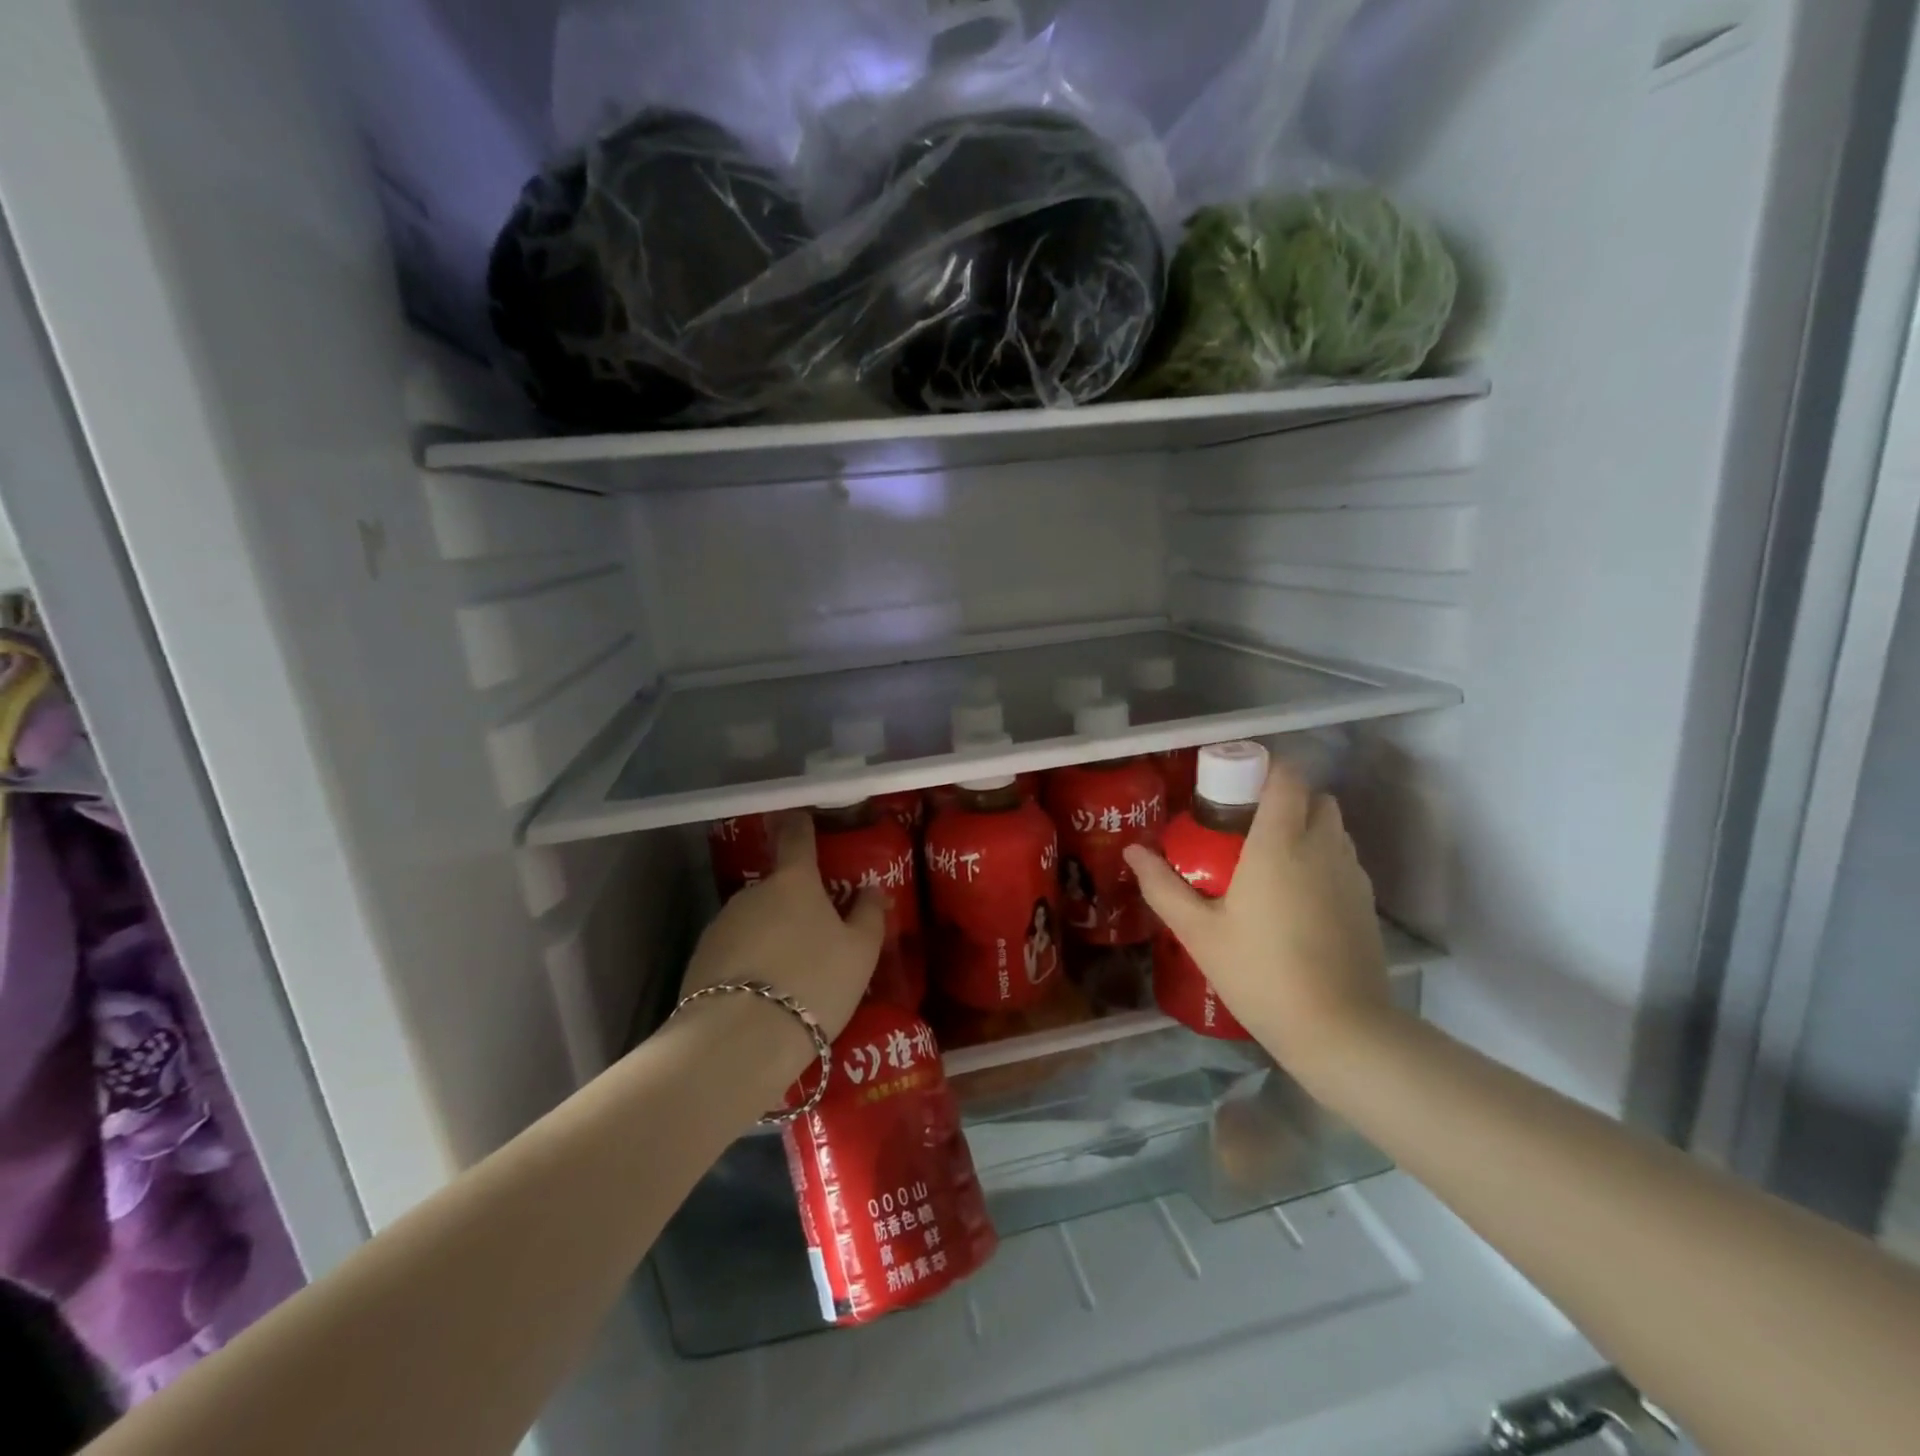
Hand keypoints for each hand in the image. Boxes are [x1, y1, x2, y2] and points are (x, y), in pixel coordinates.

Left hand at [678, 812, 884, 1079]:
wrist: (739, 1040)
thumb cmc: (813, 982)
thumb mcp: (860, 952)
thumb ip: (869, 915)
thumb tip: (872, 889)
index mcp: (793, 882)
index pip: (796, 837)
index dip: (800, 824)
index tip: (801, 816)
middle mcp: (752, 893)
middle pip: (777, 887)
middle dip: (794, 904)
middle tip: (816, 936)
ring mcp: (721, 925)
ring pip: (755, 921)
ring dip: (771, 936)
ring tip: (790, 976)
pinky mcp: (699, 960)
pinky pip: (734, 951)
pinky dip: (749, 963)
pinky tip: (762, 996)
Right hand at [1123, 766, 1390, 1083]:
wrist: (1339, 1030)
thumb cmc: (1260, 973)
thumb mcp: (1198, 932)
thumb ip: (1162, 886)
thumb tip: (1133, 851)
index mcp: (1280, 843)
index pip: (1288, 776)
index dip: (1265, 768)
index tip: (1234, 785)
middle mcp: (1322, 846)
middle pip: (1315, 797)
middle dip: (1285, 799)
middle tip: (1246, 826)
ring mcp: (1351, 875)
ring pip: (1333, 828)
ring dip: (1306, 828)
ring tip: (1269, 863)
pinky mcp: (1367, 903)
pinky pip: (1343, 860)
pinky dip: (1322, 860)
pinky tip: (1296, 900)